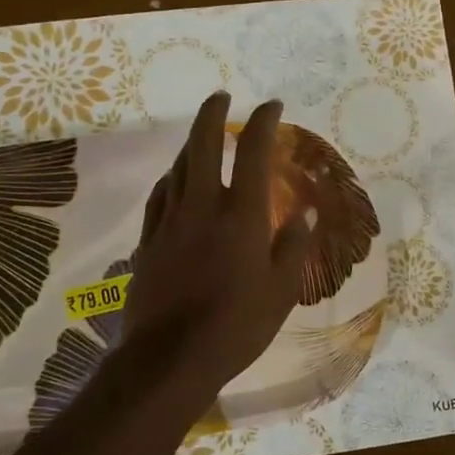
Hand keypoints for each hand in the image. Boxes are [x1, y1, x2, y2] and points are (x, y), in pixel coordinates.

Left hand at [120, 91, 312, 394]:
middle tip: (221, 97)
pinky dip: (171, 177)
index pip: (252, 152)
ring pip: (177, 166)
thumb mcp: (280, 291)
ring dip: (191, 143)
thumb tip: (307, 212)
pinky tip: (174, 178)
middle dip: (212, 114)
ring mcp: (169, 221)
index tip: (271, 106)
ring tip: (202, 135)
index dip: (262, 122)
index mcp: (241, 215)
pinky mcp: (148, 241)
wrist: (170, 358)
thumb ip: (293, 246)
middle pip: (202, 144)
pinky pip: (159, 195)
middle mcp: (202, 206)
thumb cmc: (236, 326)